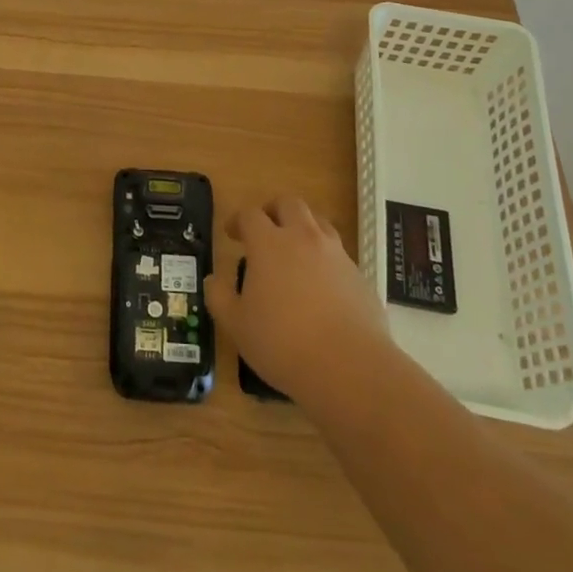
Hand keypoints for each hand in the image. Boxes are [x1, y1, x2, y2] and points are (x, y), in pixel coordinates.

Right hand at [203, 196, 390, 405]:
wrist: (349, 367)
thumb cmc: (283, 343)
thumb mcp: (236, 325)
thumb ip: (219, 297)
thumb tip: (213, 280)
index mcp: (269, 243)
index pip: (250, 215)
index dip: (238, 220)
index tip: (232, 234)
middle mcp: (303, 238)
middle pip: (289, 204)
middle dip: (273, 211)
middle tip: (264, 231)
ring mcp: (336, 254)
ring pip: (318, 222)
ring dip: (303, 228)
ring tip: (294, 252)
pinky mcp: (359, 275)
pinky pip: (338, 254)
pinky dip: (325, 258)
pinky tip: (321, 285)